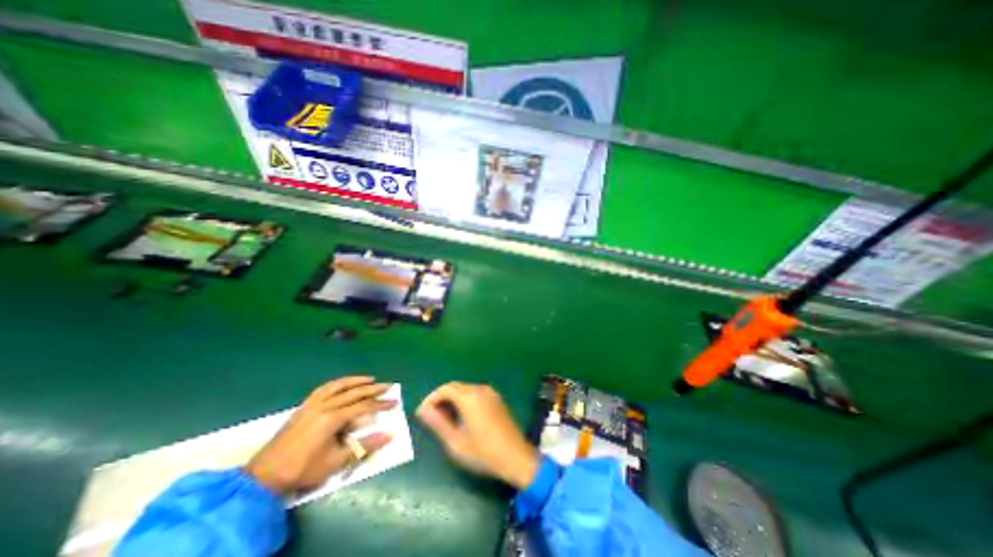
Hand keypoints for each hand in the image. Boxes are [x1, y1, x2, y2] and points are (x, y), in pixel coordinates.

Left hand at [245, 377, 394, 492]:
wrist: (264, 476)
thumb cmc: (303, 469)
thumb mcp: (336, 461)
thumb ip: (364, 446)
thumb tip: (389, 435)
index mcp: (333, 418)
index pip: (364, 407)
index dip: (380, 404)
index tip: (394, 402)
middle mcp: (324, 405)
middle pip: (354, 392)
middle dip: (373, 389)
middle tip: (388, 385)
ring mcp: (312, 404)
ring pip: (338, 386)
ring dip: (356, 381)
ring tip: (369, 379)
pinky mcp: (304, 406)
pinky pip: (324, 388)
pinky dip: (338, 383)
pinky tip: (343, 384)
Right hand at [419, 383, 541, 486]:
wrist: (516, 457)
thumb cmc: (484, 453)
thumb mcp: (456, 442)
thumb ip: (438, 423)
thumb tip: (423, 410)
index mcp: (470, 397)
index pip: (445, 388)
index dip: (431, 398)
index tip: (422, 412)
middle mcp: (481, 389)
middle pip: (456, 387)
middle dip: (441, 398)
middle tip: (430, 416)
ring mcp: (491, 393)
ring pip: (465, 389)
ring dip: (452, 399)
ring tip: (443, 418)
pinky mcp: (496, 399)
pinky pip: (475, 393)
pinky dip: (464, 400)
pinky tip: (461, 416)